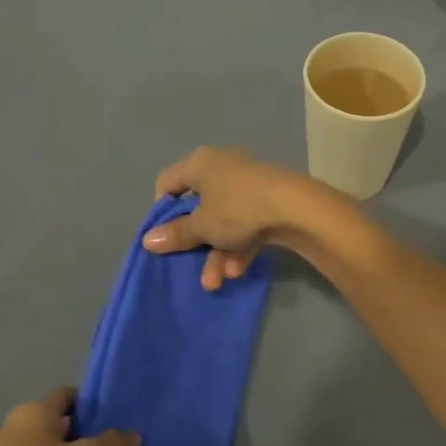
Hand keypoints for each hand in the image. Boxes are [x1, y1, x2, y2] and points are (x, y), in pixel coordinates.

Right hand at [143, 146, 342, 290]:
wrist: (297, 208)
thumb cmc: (238, 209)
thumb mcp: (202, 226)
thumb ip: (176, 234)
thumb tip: (147, 241)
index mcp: (200, 164)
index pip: (167, 182)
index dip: (161, 210)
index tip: (165, 234)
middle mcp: (222, 168)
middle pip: (198, 208)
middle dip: (196, 244)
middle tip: (191, 265)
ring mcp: (248, 186)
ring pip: (223, 223)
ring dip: (218, 254)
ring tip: (218, 281)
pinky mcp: (269, 203)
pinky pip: (245, 226)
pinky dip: (240, 248)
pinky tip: (238, 271)